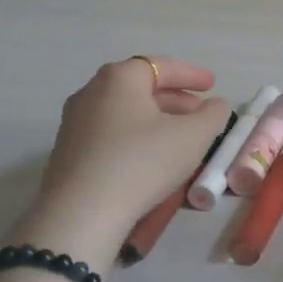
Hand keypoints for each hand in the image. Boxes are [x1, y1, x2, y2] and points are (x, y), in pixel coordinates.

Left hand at [17, 57, 230, 263]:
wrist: (81, 216)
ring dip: (155, 120)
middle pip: (140, 88)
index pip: (161, 66)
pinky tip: (152, 158)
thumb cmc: (143, 162)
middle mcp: (91, 92)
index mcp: (119, 78)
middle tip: (199, 112)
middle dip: (174, 99)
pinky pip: (110, 134)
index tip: (212, 85)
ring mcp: (74, 124)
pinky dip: (135, 137)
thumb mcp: (194, 135)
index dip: (190, 74)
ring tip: (180, 137)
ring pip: (125, 112)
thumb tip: (214, 106)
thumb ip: (213, 114)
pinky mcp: (67, 154)